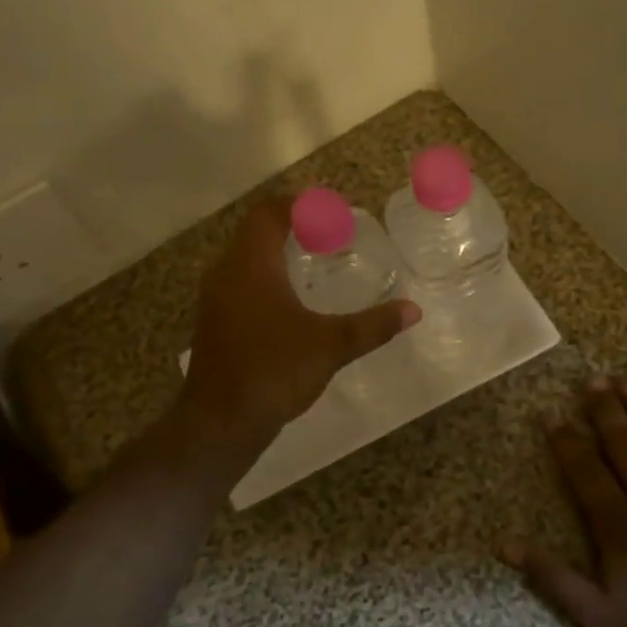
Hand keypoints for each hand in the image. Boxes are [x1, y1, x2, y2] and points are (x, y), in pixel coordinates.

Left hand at [179, 196, 420, 451]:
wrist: (219, 422)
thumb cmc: (274, 371)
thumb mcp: (331, 346)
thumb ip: (372, 325)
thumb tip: (413, 310)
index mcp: (252, 264)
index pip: (269, 212)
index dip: (298, 204)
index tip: (330, 208)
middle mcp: (226, 272)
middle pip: (255, 230)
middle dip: (291, 225)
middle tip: (328, 234)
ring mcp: (215, 298)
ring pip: (245, 257)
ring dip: (276, 251)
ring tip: (313, 261)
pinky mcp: (214, 321)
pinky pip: (240, 281)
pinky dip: (265, 276)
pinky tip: (290, 300)